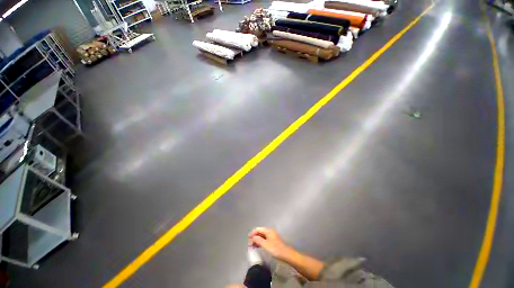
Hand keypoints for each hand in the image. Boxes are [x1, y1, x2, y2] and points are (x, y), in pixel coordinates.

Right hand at [249, 227, 292, 260]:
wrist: (287, 254)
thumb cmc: (276, 249)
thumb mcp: (266, 245)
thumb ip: (259, 240)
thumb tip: (253, 236)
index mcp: (268, 231)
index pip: (258, 229)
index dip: (253, 233)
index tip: (248, 239)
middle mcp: (270, 232)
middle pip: (260, 232)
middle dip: (254, 237)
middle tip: (249, 243)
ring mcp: (272, 236)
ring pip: (262, 236)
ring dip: (257, 240)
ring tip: (252, 246)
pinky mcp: (273, 241)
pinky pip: (265, 240)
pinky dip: (261, 242)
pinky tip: (258, 247)